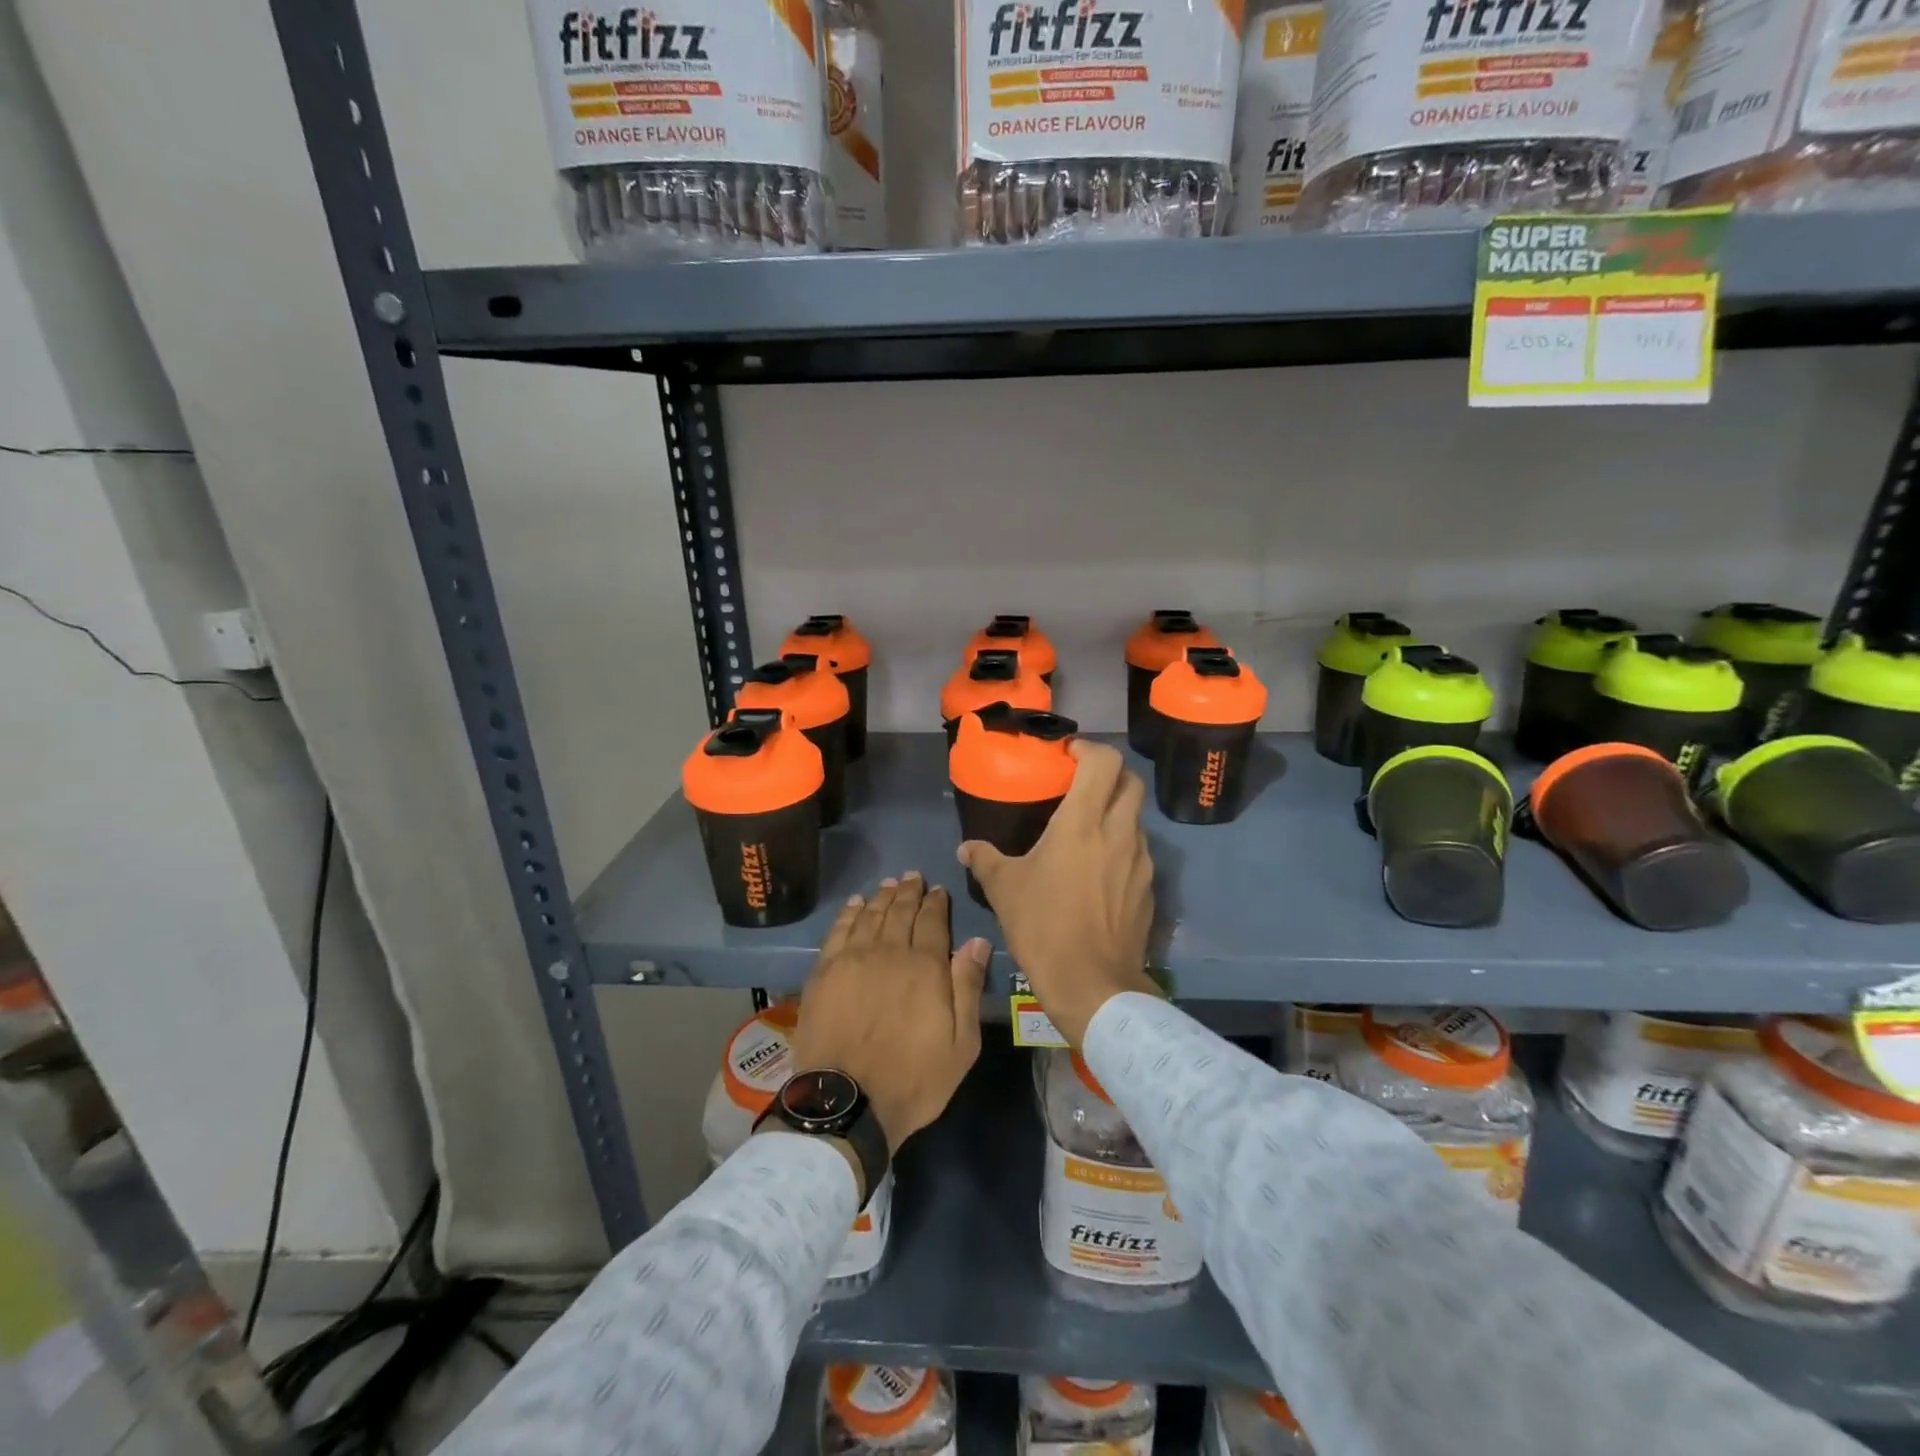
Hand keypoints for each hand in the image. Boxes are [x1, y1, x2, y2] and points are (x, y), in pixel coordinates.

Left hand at [789, 874, 990, 1153]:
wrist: (847, 1102)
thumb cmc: (912, 1079)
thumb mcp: (960, 1044)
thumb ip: (968, 987)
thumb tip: (977, 941)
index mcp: (925, 967)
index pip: (933, 922)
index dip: (936, 903)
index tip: (937, 890)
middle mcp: (889, 952)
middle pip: (900, 912)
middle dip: (909, 892)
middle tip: (913, 877)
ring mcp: (852, 959)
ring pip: (870, 915)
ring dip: (881, 897)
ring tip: (888, 884)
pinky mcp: (823, 972)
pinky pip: (838, 931)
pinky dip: (849, 913)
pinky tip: (855, 904)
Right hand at [958, 740, 1157, 1046]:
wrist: (1092, 985)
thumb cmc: (1044, 926)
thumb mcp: (1004, 890)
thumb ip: (984, 860)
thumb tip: (966, 848)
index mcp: (1083, 822)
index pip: (1104, 761)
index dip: (1089, 748)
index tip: (1069, 755)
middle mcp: (1119, 832)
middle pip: (1131, 781)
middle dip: (1110, 774)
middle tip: (1083, 784)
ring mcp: (1140, 861)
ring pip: (1137, 818)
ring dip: (1117, 812)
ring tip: (1089, 829)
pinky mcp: (1149, 889)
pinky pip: (1139, 853)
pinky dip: (1122, 847)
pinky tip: (1100, 871)